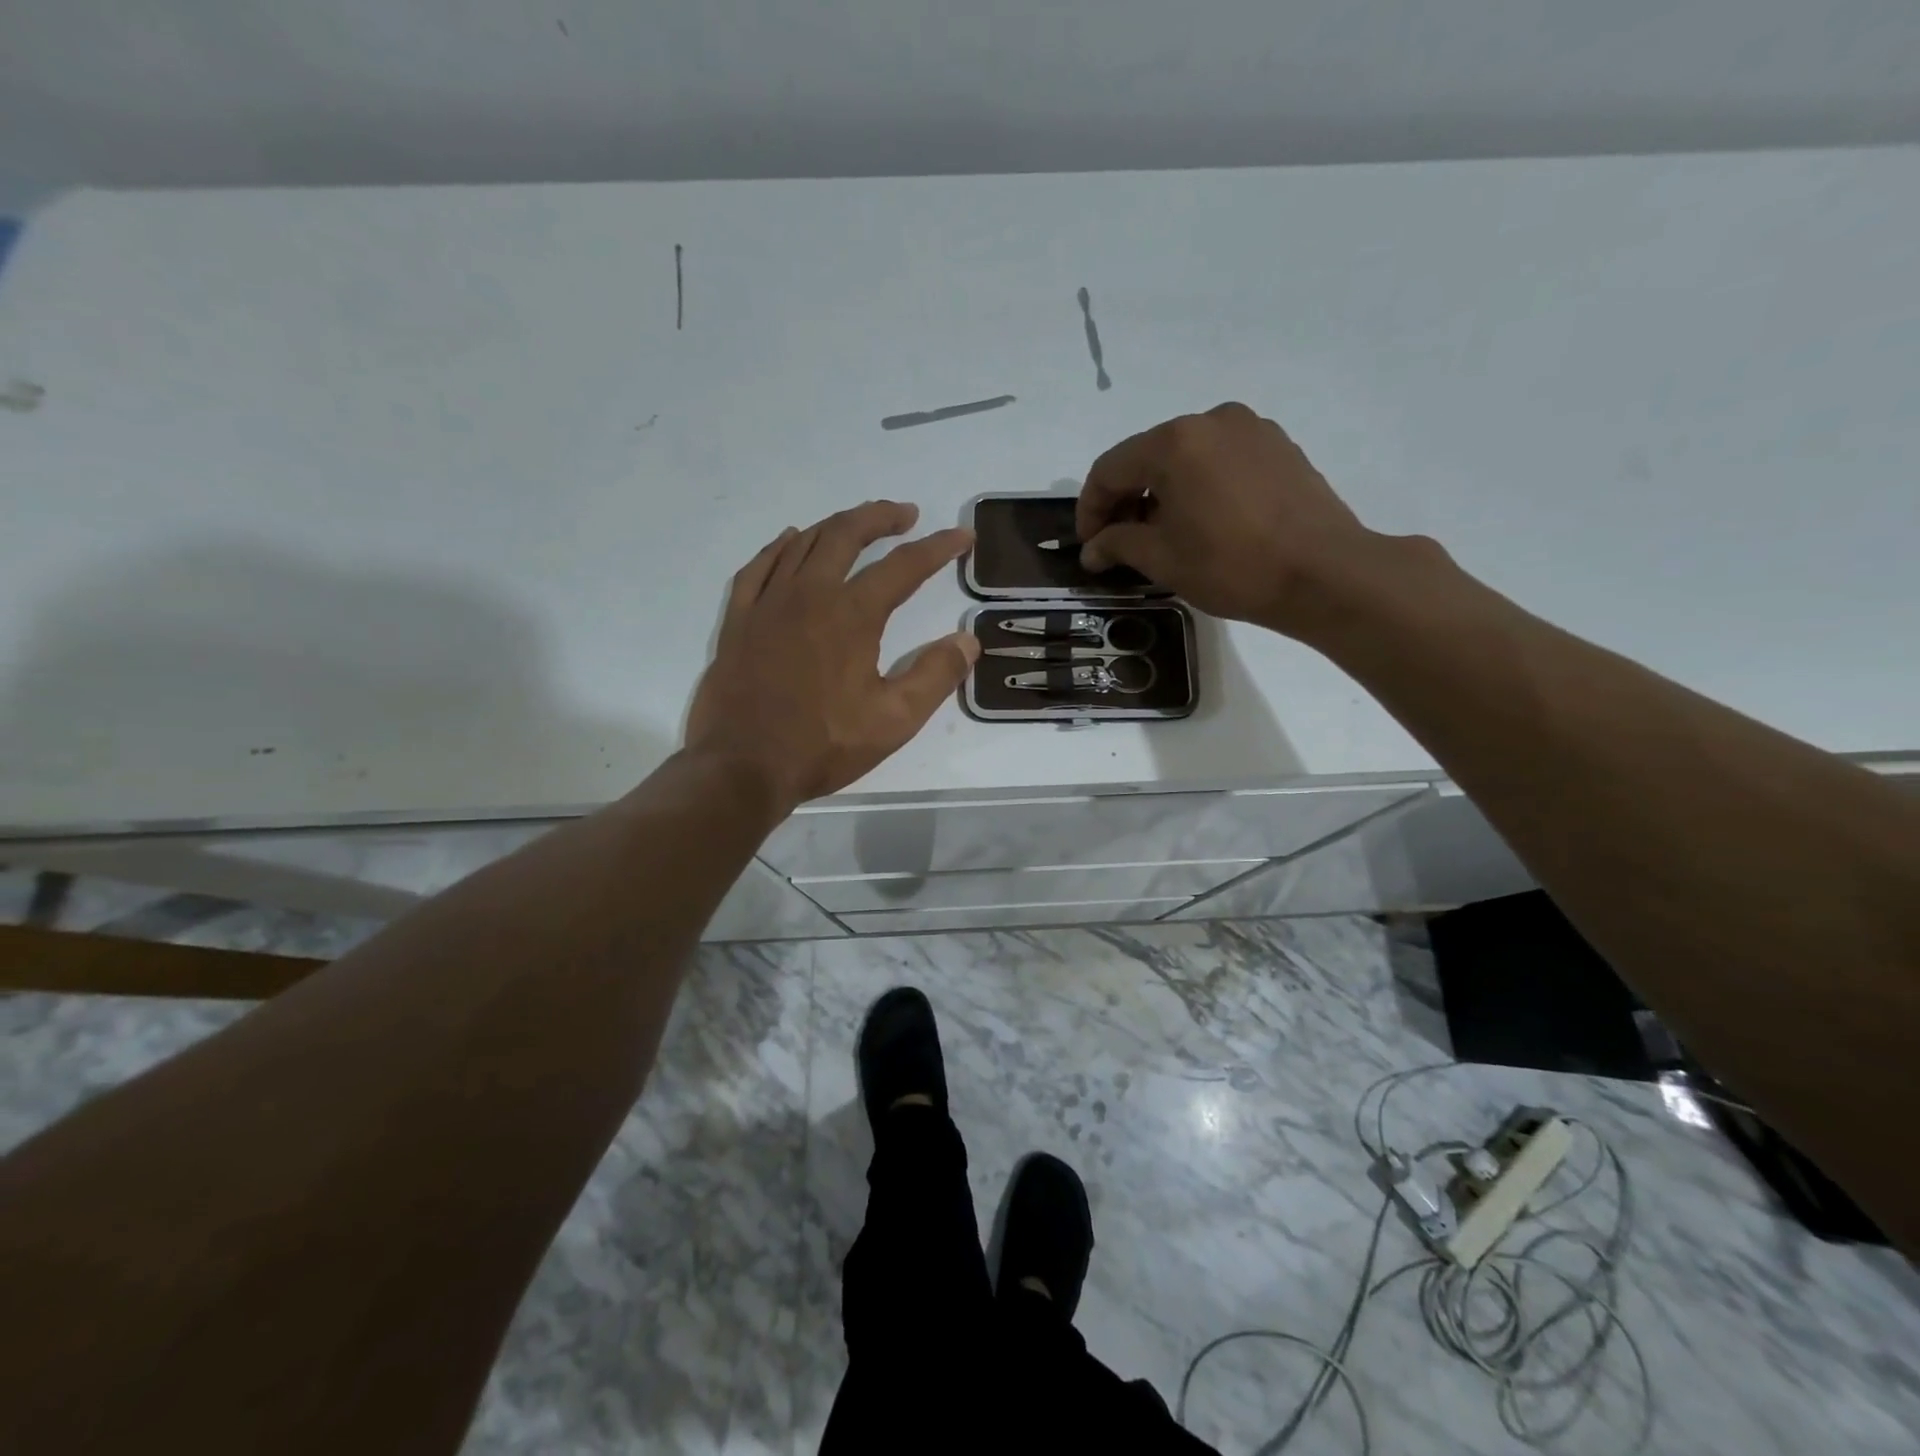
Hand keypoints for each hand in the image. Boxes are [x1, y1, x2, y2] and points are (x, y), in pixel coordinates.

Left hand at [686, 502, 977, 810]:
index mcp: (852, 615)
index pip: (904, 567)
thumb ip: (935, 675)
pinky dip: (780, 547)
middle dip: (881, 518)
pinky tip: (791, 541)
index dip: (938, 548)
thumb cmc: (823, 746)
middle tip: (905, 515)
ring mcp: (768, 603)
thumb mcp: (894, 720)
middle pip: (847, 534)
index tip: (961, 537)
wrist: (742, 767)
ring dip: (836, 526)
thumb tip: (968, 640)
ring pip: (804, 543)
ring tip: (858, 525)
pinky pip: (759, 566)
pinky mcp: (739, 620)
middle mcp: (809, 594)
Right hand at [1076, 402, 1386, 638]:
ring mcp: (1250, 429)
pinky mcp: (1278, 446)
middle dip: (1126, 499)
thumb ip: (1118, 544)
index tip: (1089, 546)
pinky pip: (1220, 460)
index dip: (1090, 509)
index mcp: (1174, 442)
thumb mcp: (1163, 559)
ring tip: (1162, 535)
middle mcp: (1210, 420)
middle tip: (1120, 543)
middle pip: (1147, 457)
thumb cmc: (1232, 566)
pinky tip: (1203, 521)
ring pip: (1185, 457)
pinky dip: (1198, 486)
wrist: (1324, 573)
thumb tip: (1092, 548)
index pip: (1109, 469)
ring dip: (1162, 492)